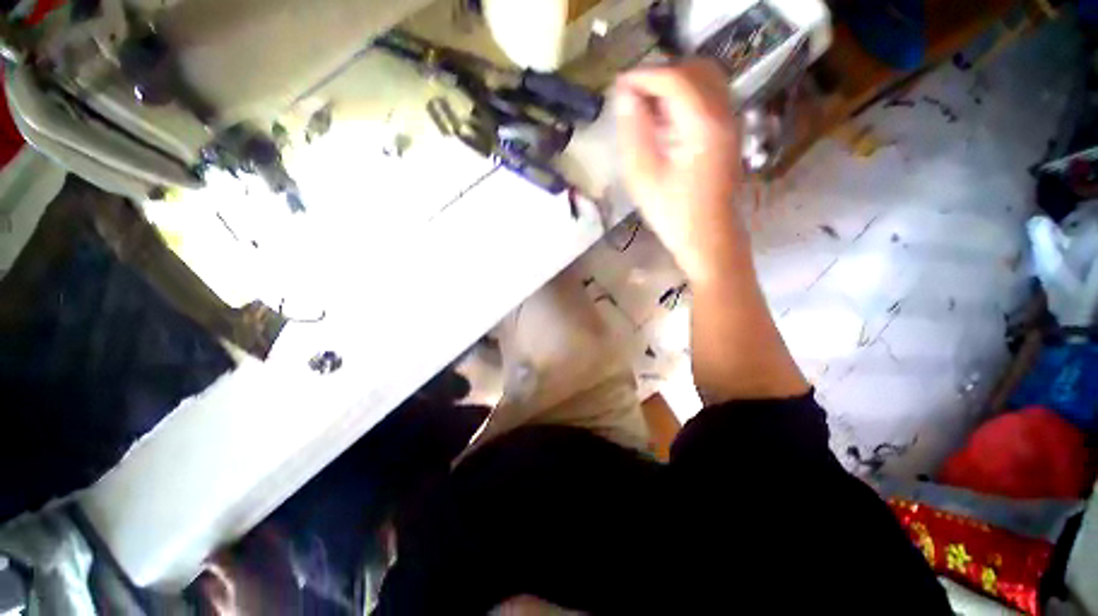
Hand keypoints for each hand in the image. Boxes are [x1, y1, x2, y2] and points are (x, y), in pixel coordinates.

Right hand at [615, 60, 747, 281]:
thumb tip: (626, 97)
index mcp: (703, 125)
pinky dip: (685, 98)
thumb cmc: (674, 215)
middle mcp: (723, 115)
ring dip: (673, 85)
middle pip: (695, 70)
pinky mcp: (728, 134)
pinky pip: (709, 99)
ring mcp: (730, 123)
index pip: (675, 79)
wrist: (708, 238)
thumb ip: (634, 133)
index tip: (618, 85)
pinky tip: (666, 122)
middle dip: (660, 76)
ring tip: (646, 108)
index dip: (644, 76)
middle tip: (632, 96)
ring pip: (704, 81)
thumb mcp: (644, 178)